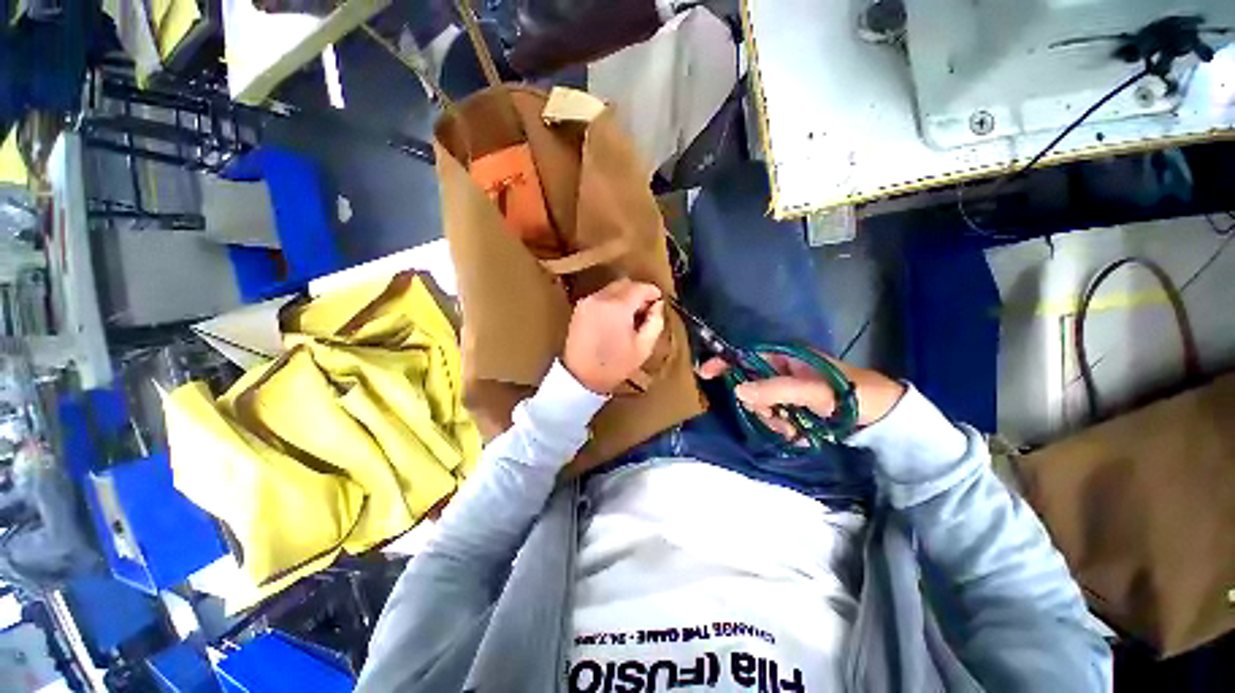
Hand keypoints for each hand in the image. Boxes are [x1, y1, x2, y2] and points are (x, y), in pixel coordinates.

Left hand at [564, 278, 665, 393]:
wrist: (581, 377)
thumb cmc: (615, 365)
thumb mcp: (643, 347)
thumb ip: (655, 322)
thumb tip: (658, 305)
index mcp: (617, 307)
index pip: (640, 288)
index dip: (652, 292)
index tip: (659, 301)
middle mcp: (600, 298)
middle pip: (625, 284)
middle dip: (638, 292)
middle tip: (646, 310)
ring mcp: (587, 302)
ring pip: (612, 289)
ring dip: (624, 296)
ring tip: (630, 317)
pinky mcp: (579, 309)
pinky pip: (600, 296)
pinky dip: (611, 301)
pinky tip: (615, 319)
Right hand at [698, 350, 905, 438]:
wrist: (885, 417)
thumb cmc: (851, 394)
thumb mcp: (813, 391)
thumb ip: (775, 390)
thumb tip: (738, 392)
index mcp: (785, 357)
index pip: (745, 356)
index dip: (724, 362)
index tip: (704, 373)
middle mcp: (782, 371)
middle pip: (751, 387)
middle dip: (762, 407)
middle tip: (781, 419)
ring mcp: (788, 390)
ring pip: (763, 406)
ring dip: (777, 422)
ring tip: (799, 430)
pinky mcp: (796, 407)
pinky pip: (777, 418)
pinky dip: (787, 429)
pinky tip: (805, 434)